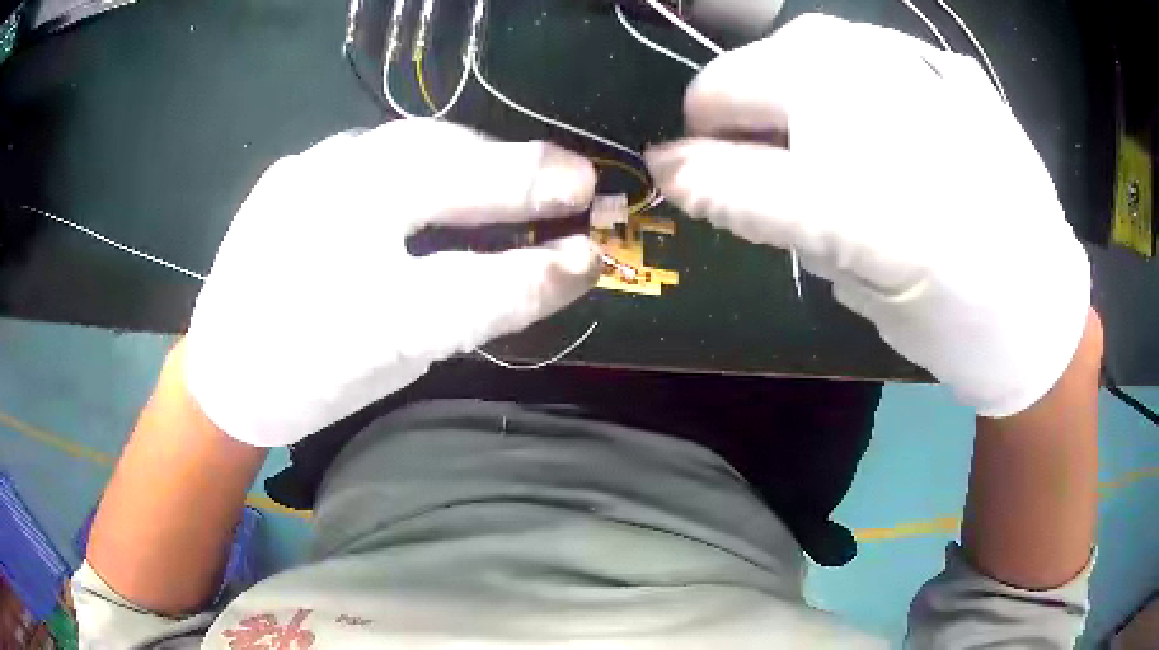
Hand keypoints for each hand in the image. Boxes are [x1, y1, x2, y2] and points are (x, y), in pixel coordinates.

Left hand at [185, 120, 598, 446]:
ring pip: (409, 145)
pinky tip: (444, 166)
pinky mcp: (289, 168)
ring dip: (475, 154)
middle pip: (437, 173)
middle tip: (573, 180)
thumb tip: (555, 269)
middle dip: (516, 172)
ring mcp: (300, 180)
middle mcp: (318, 227)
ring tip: (518, 169)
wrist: (223, 370)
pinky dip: (426, 152)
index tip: (593, 255)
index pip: (465, 283)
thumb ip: (473, 309)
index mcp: (343, 300)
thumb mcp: (396, 360)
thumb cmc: (309, 380)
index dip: (536, 271)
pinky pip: (374, 144)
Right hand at [646, 14, 1090, 416]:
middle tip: (731, 136)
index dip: (694, 173)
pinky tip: (859, 96)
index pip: (741, 177)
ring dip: (779, 72)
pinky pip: (874, 44)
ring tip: (792, 111)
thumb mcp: (863, 295)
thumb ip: (786, 226)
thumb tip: (712, 176)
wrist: (1042, 307)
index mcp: (872, 213)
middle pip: (762, 74)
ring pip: (813, 39)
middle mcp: (894, 127)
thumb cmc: (956, 326)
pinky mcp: (958, 73)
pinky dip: (845, 63)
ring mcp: (930, 83)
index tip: (669, 171)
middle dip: (725, 103)